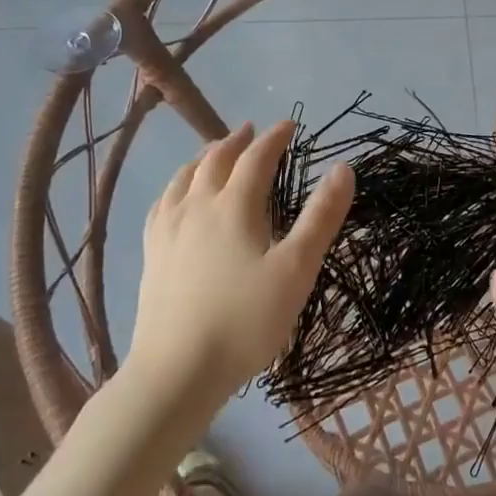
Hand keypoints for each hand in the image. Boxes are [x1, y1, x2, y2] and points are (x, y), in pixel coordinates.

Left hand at [130, 120, 353, 407]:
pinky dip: (177, 185)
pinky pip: (163, 203)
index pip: (256, 158)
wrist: (176, 371)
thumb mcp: (296, 270)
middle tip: (252, 130)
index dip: (274, 138)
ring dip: (205, 156)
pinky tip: (177, 194)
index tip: (289, 124)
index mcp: (234, 206)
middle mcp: (197, 207)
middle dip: (237, 140)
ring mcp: (169, 229)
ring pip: (185, 177)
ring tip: (215, 151)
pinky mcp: (153, 253)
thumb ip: (320, 217)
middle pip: (216, 160)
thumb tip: (343, 169)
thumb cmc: (245, 320)